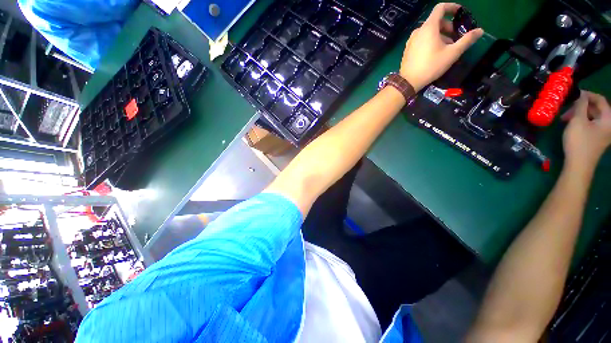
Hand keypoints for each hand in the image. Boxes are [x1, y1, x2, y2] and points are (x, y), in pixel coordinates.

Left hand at [400, 3, 483, 91]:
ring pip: (429, 32)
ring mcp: (411, 40)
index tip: (460, 13)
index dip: (452, 7)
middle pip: (436, 21)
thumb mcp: (452, 53)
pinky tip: (435, 53)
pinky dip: (431, 41)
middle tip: (456, 38)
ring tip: (447, 48)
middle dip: (448, 27)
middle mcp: (418, 31)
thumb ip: (467, 40)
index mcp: (428, 27)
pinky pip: (421, 40)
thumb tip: (480, 31)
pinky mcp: (408, 49)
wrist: (408, 82)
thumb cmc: (431, 66)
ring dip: (440, 35)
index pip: (440, 8)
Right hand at [562, 91, 610, 169]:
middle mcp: (609, 124)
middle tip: (567, 109)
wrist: (579, 165)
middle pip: (597, 109)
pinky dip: (582, 122)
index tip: (574, 94)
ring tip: (566, 118)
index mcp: (608, 118)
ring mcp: (604, 133)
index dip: (587, 95)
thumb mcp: (578, 120)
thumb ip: (580, 105)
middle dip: (582, 107)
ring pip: (593, 117)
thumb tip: (581, 95)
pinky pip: (591, 125)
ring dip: (580, 115)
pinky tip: (572, 125)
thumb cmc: (579, 142)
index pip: (600, 100)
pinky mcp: (598, 139)